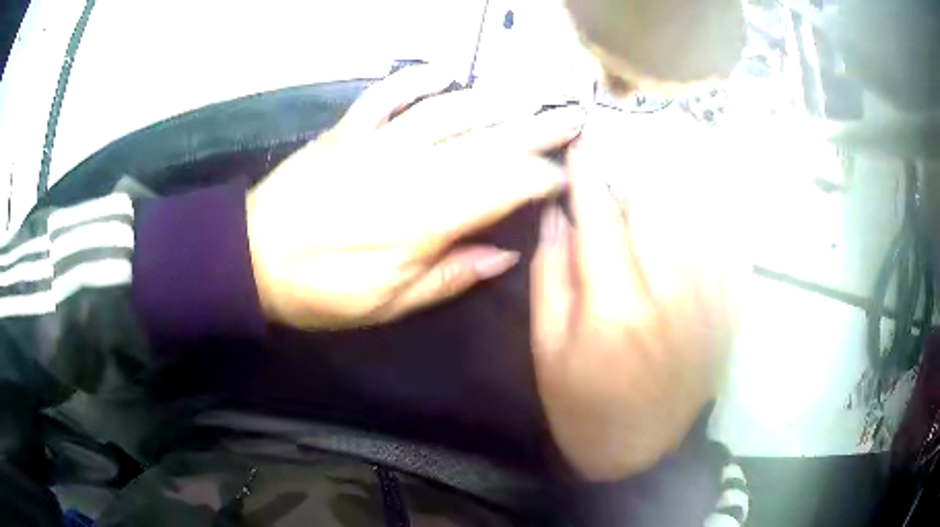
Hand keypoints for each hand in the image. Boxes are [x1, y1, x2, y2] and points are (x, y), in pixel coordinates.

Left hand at [246, 66, 584, 329]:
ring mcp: (376, 142)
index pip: (504, 184)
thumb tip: (506, 253)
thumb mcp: (389, 304)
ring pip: (447, 111)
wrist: (249, 260)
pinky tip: (444, 70)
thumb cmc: (320, 291)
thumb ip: (451, 276)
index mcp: (425, 218)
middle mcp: (410, 169)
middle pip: (487, 140)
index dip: (541, 178)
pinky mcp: (346, 131)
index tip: (566, 178)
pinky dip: (415, 78)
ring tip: (527, 97)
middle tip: (573, 117)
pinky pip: (386, 94)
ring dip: (492, 100)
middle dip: (537, 128)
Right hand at [530, 118, 745, 480]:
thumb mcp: (547, 350)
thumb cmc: (583, 407)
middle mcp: (670, 294)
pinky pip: (731, 246)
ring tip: (657, 157)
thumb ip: (551, 277)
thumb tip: (557, 216)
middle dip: (632, 167)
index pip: (599, 215)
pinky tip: (706, 195)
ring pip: (698, 216)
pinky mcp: (729, 313)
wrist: (640, 454)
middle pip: (655, 204)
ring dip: (676, 180)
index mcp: (614, 306)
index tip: (579, 139)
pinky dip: (718, 214)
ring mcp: (709, 302)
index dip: (586, 172)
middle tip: (617, 148)